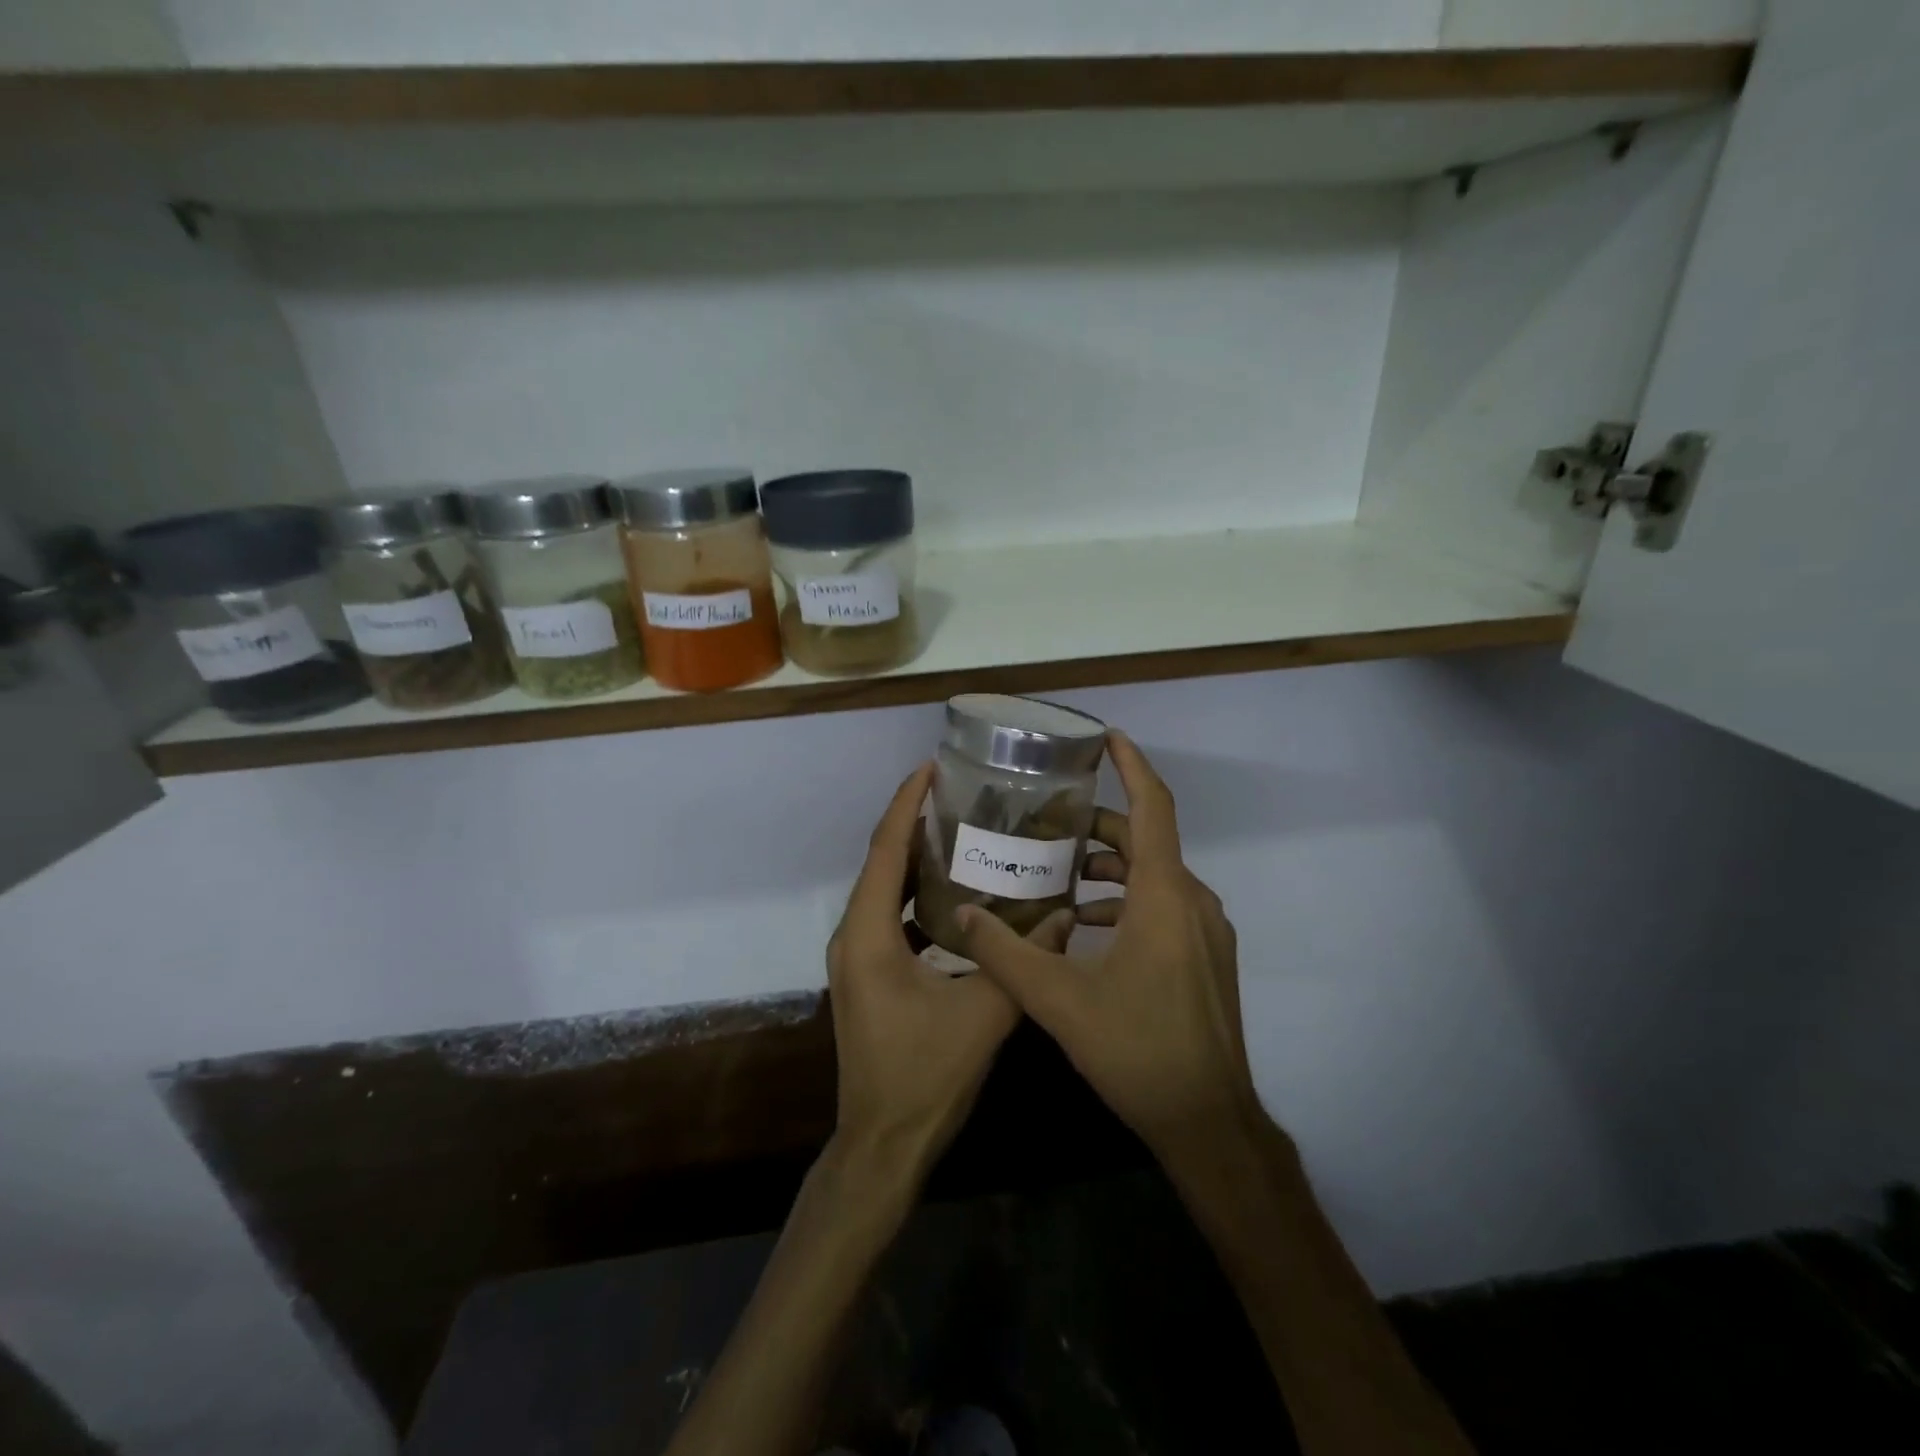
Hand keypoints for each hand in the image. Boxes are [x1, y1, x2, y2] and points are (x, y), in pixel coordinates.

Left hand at [827, 764, 1073, 1182]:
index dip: (906, 804)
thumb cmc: (925, 1076)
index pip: (884, 850)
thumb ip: (1023, 959)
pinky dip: (917, 896)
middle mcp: (853, 936)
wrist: (883, 1144)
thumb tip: (1066, 914)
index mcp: (869, 935)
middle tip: (958, 794)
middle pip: (881, 863)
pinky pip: (890, 918)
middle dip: (913, 823)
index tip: (930, 767)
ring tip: (960, 831)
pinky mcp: (868, 976)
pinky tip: (956, 895)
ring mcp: (856, 958)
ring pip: (884, 890)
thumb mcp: (984, 1014)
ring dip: (915, 859)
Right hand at [954, 732, 1256, 1156]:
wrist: (1209, 1121)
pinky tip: (1085, 927)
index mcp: (1164, 896)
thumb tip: (963, 913)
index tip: (1105, 737)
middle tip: (1047, 824)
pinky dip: (1126, 901)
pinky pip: (1164, 906)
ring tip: (1058, 874)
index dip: (1131, 765)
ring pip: (1155, 876)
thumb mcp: (1058, 1001)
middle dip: (1098, 826)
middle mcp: (1193, 902)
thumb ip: (1005, 952)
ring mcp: (1206, 932)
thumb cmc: (1137, 1050)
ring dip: (1110, 868)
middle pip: (1146, 840)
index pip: (1153, 807)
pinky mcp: (1205, 958)